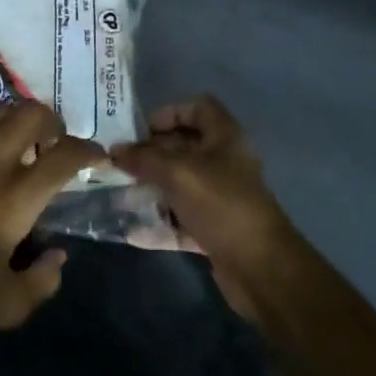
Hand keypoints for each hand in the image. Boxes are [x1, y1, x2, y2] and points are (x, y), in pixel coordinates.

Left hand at [0, 102, 103, 347]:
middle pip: (32, 115)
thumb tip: (58, 254)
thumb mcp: (10, 305)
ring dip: (17, 120)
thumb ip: (45, 278)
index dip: (89, 150)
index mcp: (14, 200)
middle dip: (53, 122)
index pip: (64, 157)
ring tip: (19, 141)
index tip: (97, 157)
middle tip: (54, 143)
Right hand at [110, 96, 303, 319]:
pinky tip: (131, 230)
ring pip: (179, 184)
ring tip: (118, 194)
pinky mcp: (214, 228)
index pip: (198, 108)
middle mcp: (223, 162)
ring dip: (151, 189)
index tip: (140, 130)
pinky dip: (159, 222)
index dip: (169, 113)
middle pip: (183, 147)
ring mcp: (220, 197)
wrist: (260, 267)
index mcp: (224, 137)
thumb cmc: (221, 204)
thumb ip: (144, 158)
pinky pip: (180, 218)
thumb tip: (115, 150)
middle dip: (150, 154)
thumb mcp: (178, 173)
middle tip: (119, 163)